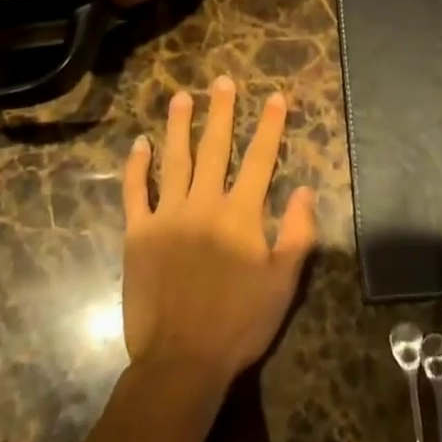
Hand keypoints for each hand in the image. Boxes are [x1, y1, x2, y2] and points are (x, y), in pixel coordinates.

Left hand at [122, 76, 317, 383]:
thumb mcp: (284, 282)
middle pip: (215, 148)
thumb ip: (298, 233)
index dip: (270, 126)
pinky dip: (136, 166)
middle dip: (221, 112)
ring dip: (178, 125)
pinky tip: (140, 144)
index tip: (276, 97)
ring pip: (174, 160)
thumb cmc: (239, 323)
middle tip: (222, 81)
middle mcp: (203, 204)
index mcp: (241, 214)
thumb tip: (306, 190)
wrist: (181, 360)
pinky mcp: (137, 234)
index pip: (260, 159)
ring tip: (182, 97)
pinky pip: (135, 192)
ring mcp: (166, 216)